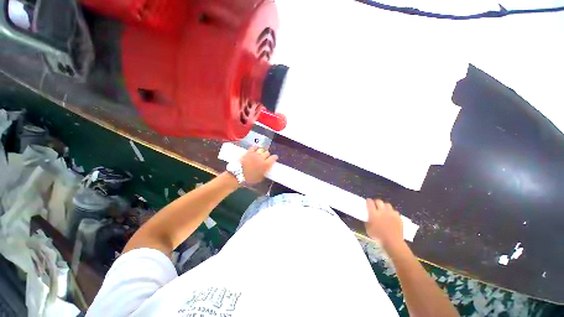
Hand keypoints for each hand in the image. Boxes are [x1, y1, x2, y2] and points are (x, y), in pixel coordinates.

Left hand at [239, 146, 277, 183]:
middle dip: (267, 155)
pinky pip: (254, 147)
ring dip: (261, 152)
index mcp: (266, 165)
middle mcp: (262, 158)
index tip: (274, 158)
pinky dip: (256, 148)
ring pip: (261, 149)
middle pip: (267, 153)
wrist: (238, 174)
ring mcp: (255, 154)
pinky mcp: (249, 152)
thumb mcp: (260, 178)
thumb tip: (266, 170)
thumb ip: (264, 172)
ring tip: (260, 154)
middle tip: (265, 158)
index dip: (274, 157)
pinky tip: (255, 149)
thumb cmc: (250, 178)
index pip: (273, 158)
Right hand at [365, 199, 403, 247]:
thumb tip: (368, 217)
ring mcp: (391, 214)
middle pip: (378, 201)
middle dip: (376, 202)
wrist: (393, 243)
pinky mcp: (398, 217)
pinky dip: (391, 212)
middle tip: (374, 205)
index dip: (368, 201)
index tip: (367, 202)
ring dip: (384, 206)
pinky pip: (394, 211)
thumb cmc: (378, 237)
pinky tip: (390, 216)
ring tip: (383, 210)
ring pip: (387, 204)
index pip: (370, 202)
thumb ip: (367, 220)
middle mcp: (382, 211)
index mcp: (374, 213)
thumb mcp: (368, 229)